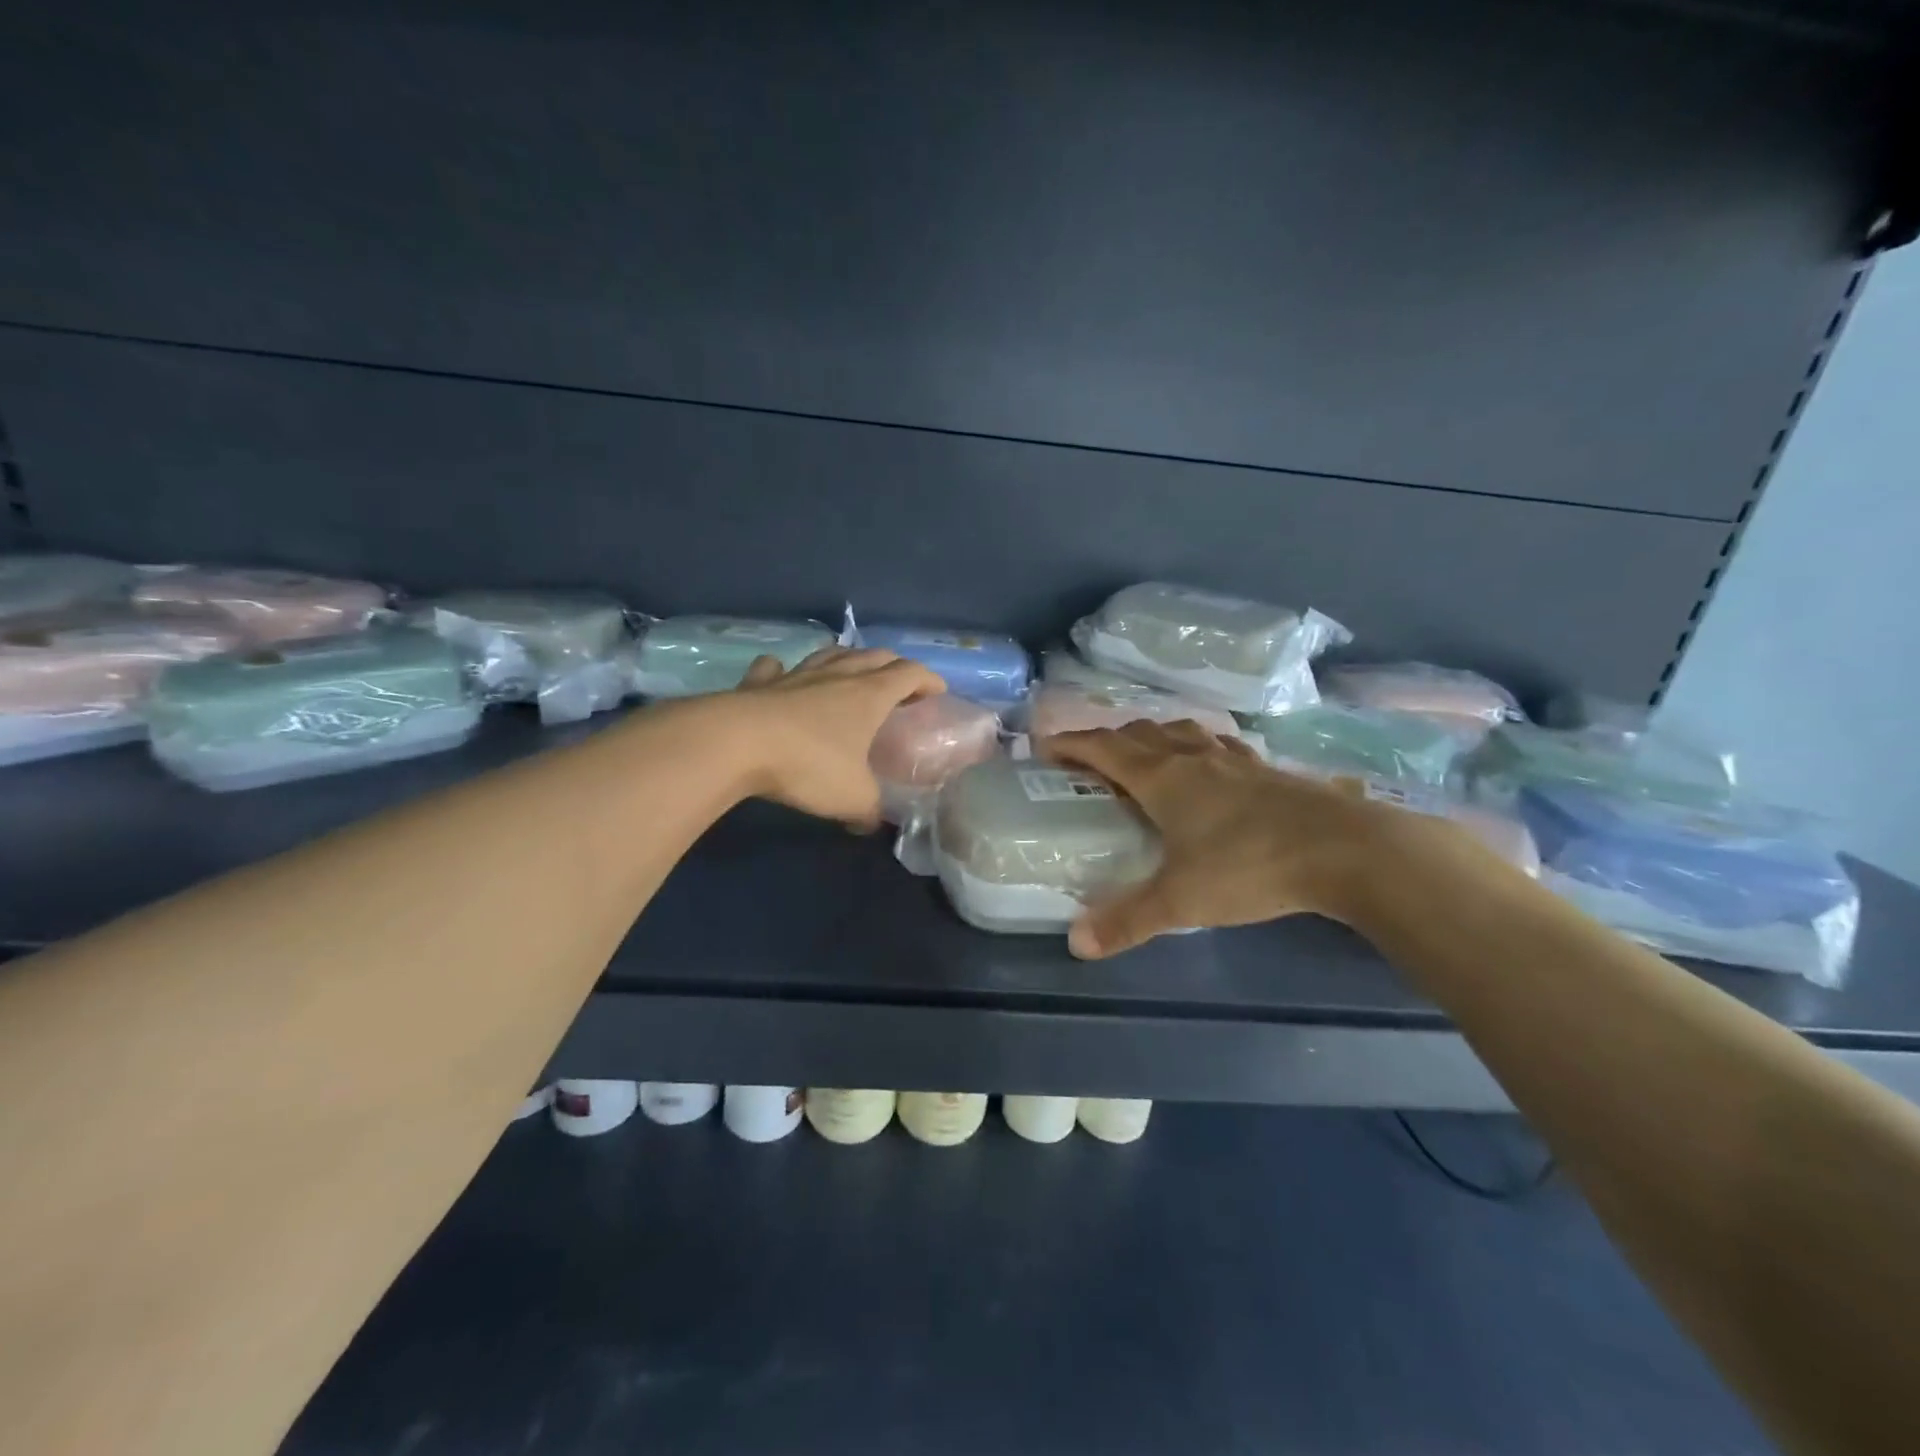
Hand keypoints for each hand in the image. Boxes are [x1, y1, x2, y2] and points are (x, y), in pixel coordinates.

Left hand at [731, 647, 945, 829]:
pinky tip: (781, 676)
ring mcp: (797, 675)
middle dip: (893, 666)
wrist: (737, 744)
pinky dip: (782, 670)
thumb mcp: (852, 797)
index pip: (909, 674)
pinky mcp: (759, 683)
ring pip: (830, 654)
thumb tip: (871, 824)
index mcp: (869, 695)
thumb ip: (869, 810)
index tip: (938, 691)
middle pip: (874, 656)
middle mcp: (837, 675)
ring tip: (851, 672)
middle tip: (900, 685)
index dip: (928, 680)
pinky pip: (775, 669)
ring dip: (847, 659)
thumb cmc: (809, 765)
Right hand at [1043, 720, 1403, 957]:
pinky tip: (1210, 765)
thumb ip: (1128, 921)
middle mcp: (1192, 757)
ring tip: (1145, 756)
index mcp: (1162, 778)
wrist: (1344, 849)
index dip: (1071, 744)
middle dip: (1108, 740)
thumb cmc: (1250, 866)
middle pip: (1139, 733)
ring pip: (1181, 732)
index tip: (1045, 746)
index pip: (1103, 748)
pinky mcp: (1266, 769)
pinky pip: (1219, 745)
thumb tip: (1076, 944)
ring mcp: (1233, 759)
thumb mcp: (1181, 901)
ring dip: (1153, 737)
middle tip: (1090, 761)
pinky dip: (1199, 747)